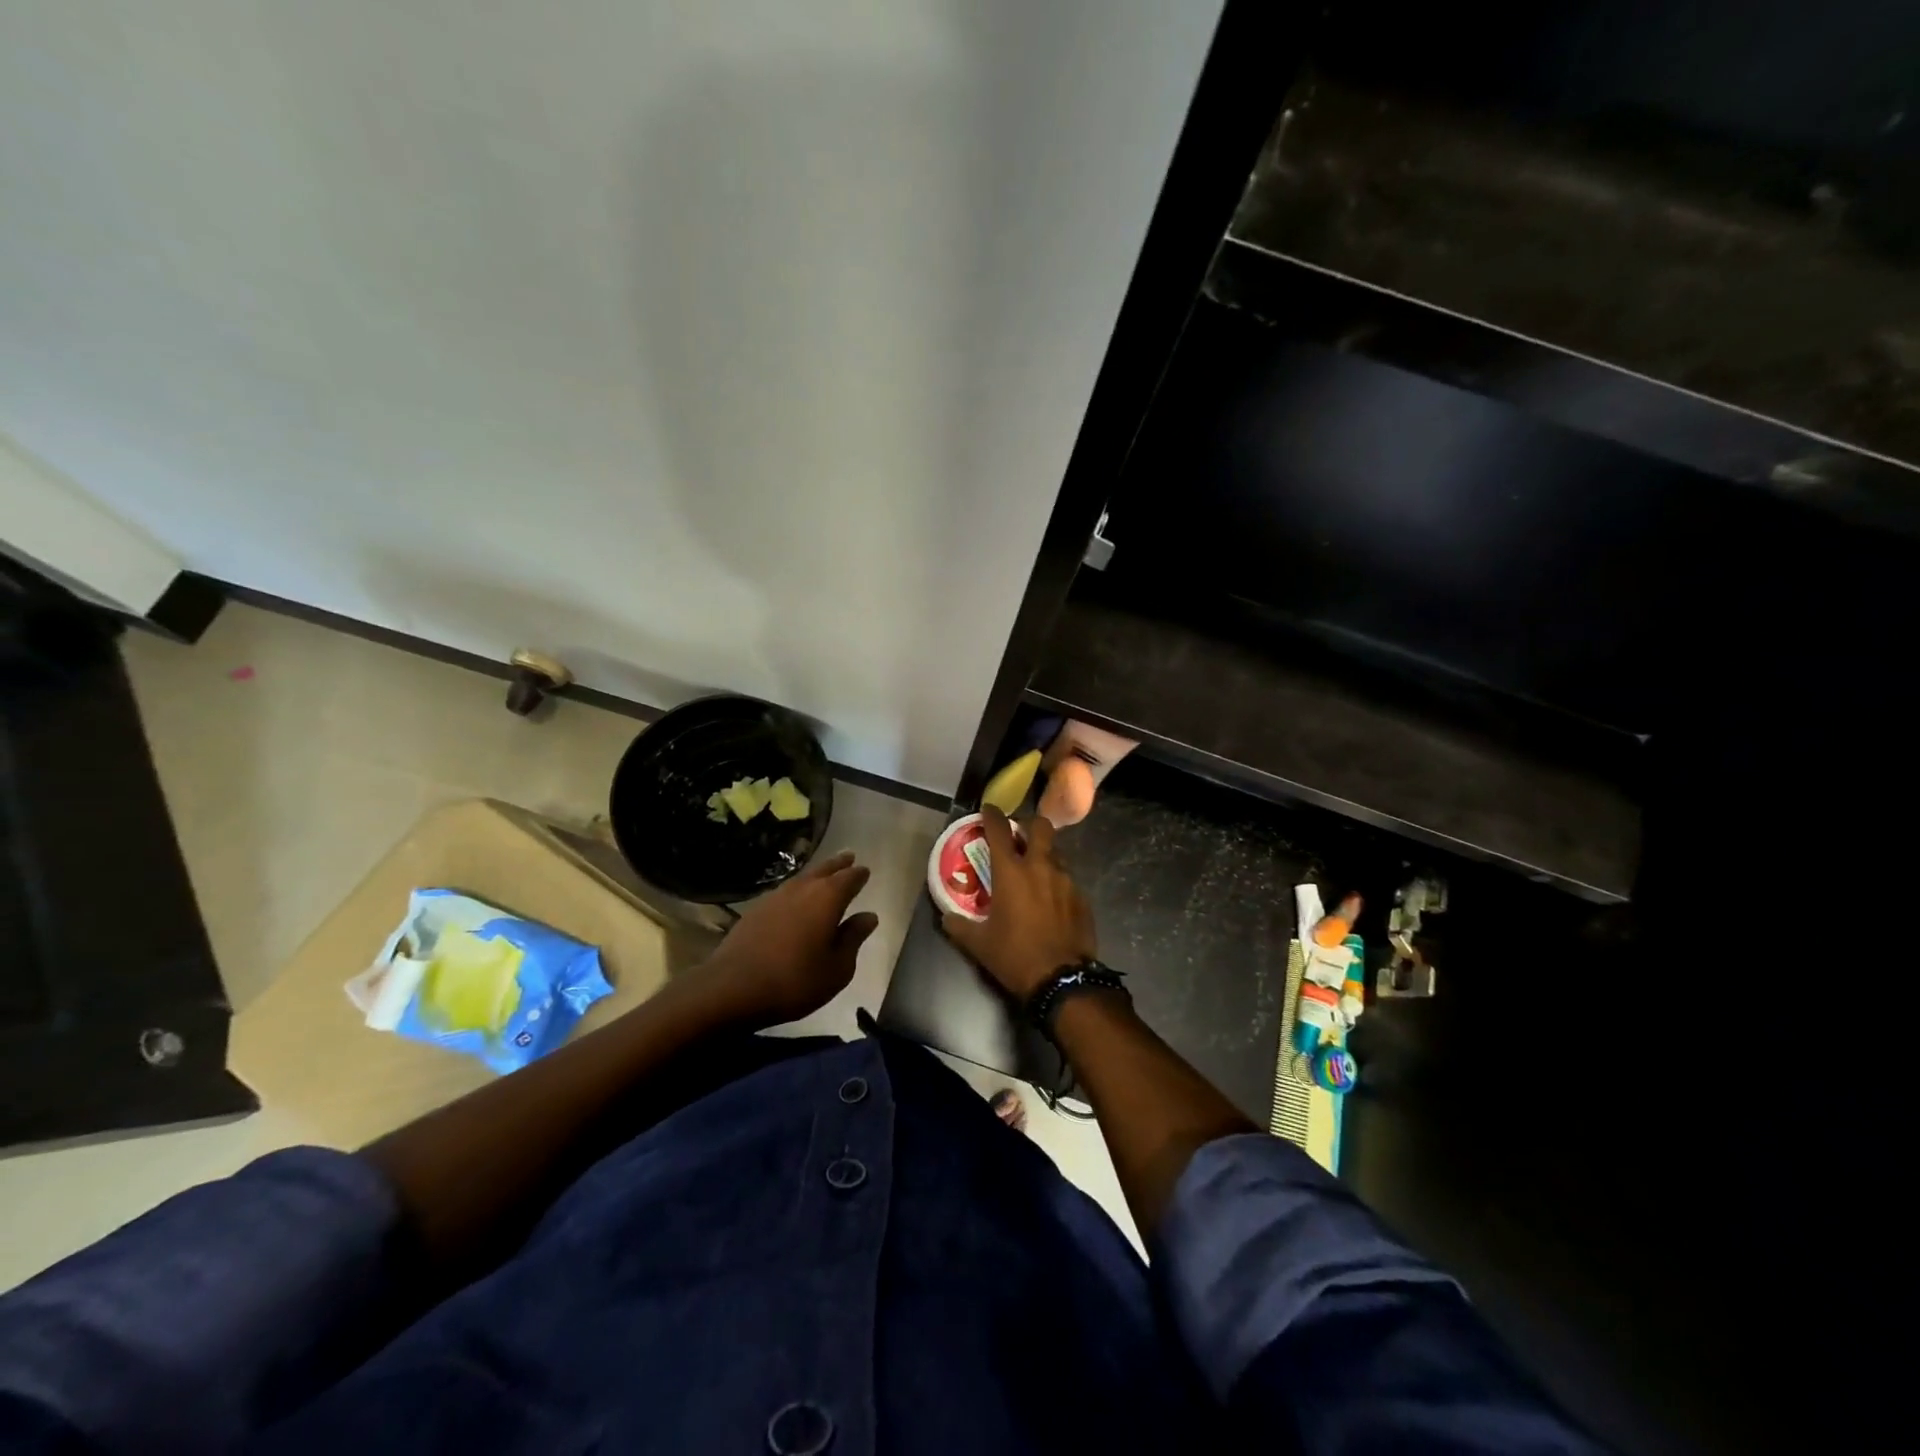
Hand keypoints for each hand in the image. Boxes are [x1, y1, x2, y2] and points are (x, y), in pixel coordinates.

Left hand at [701, 850, 877, 1028]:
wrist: (732, 988)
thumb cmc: (795, 980)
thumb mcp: (837, 968)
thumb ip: (853, 938)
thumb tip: (868, 916)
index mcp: (828, 898)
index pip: (849, 878)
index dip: (859, 875)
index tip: (865, 871)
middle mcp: (803, 888)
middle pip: (825, 869)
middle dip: (839, 864)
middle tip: (849, 856)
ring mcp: (776, 896)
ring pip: (803, 877)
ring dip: (817, 873)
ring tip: (825, 873)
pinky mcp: (756, 909)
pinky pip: (785, 891)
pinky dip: (797, 889)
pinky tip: (796, 898)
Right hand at [941, 807, 1096, 1003]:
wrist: (1063, 979)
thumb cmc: (1015, 956)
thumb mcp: (979, 944)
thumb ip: (959, 925)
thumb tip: (946, 916)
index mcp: (1012, 873)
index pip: (999, 830)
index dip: (992, 815)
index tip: (988, 809)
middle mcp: (1041, 867)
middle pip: (1040, 827)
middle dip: (1029, 825)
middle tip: (1019, 836)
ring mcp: (1067, 881)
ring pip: (1056, 853)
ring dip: (1044, 854)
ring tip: (1035, 871)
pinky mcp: (1083, 898)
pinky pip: (1068, 879)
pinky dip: (1057, 882)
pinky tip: (1051, 901)